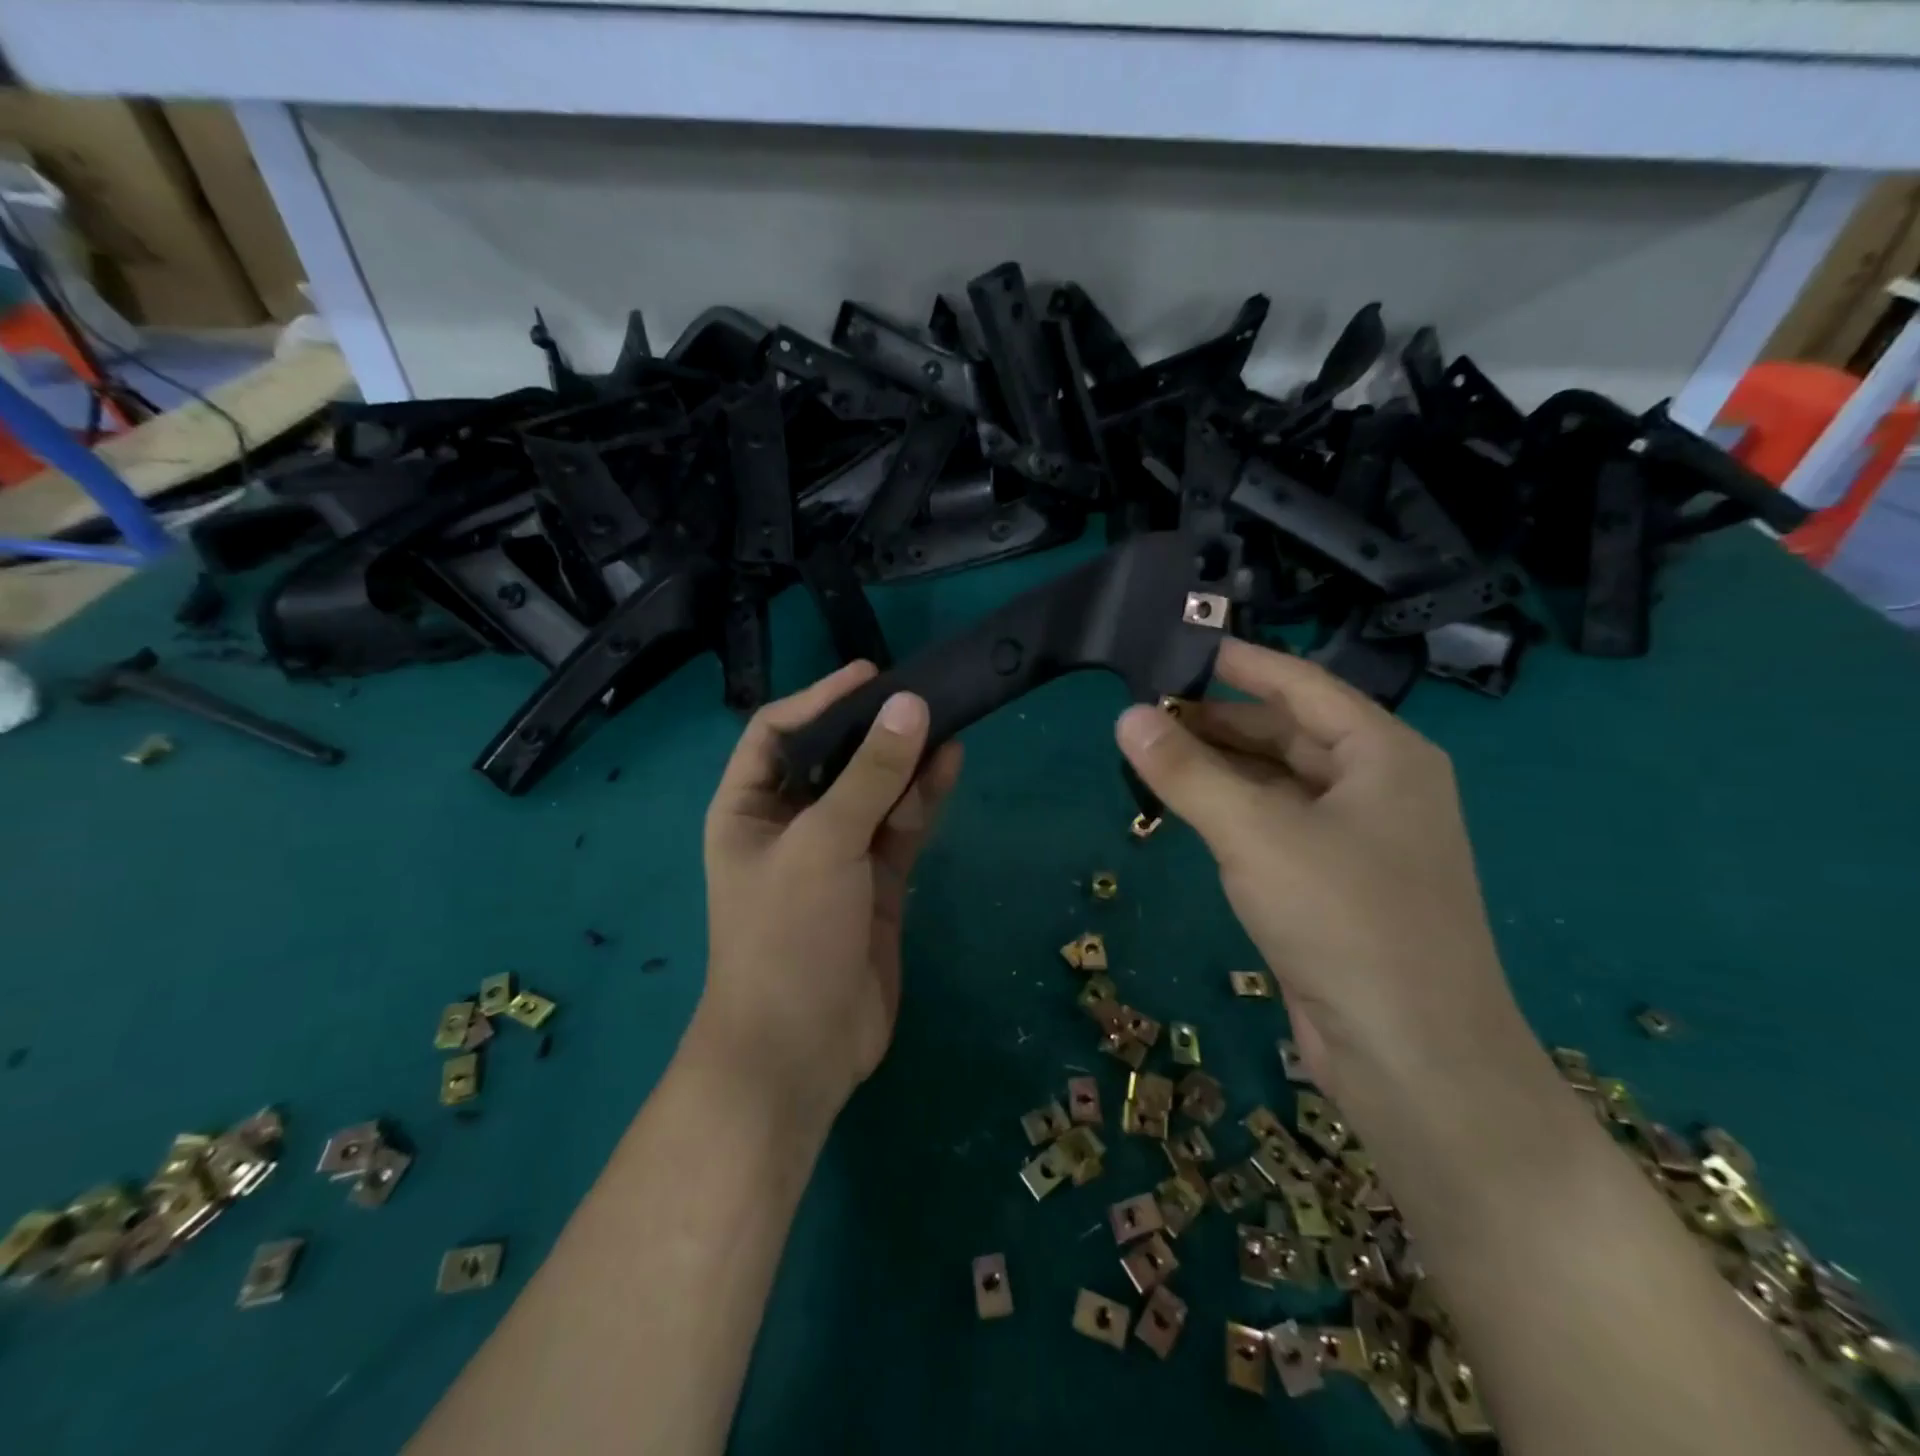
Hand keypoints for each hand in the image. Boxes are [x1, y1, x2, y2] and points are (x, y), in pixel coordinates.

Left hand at [699, 662, 962, 1120]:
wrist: (802, 1051)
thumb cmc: (787, 936)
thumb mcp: (824, 844)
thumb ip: (870, 775)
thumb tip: (909, 704)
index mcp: (749, 808)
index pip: (778, 732)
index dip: (820, 698)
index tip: (871, 675)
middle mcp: (791, 824)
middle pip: (835, 759)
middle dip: (875, 729)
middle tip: (924, 694)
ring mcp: (838, 855)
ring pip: (876, 792)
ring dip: (908, 761)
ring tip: (948, 723)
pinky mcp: (878, 883)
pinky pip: (901, 828)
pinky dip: (924, 799)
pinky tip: (950, 766)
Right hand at [1116, 638, 1527, 1107]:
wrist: (1413, 1057)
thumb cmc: (1344, 919)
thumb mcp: (1255, 833)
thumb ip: (1187, 771)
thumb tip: (1127, 716)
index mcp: (1383, 754)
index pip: (1301, 684)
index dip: (1240, 662)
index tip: (1181, 645)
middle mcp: (1379, 787)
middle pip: (1288, 732)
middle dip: (1219, 719)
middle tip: (1147, 708)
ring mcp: (1361, 839)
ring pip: (1279, 783)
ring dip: (1222, 767)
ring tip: (1154, 752)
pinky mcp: (1337, 885)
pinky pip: (1277, 826)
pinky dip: (1233, 812)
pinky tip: (1190, 809)